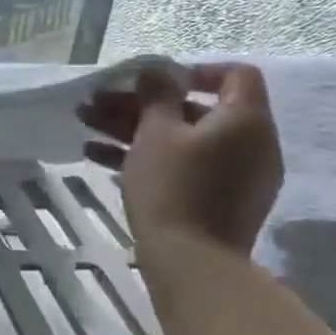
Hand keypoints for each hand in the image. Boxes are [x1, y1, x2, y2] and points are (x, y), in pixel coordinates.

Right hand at [80, 62, 282, 255]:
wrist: (192, 263)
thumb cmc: (174, 186)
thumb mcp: (157, 131)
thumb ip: (157, 94)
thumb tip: (158, 70)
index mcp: (245, 121)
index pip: (236, 75)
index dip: (193, 71)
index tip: (152, 82)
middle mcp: (250, 144)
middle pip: (194, 108)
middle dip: (139, 103)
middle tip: (95, 103)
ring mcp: (235, 176)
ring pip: (181, 138)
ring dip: (132, 127)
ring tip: (85, 125)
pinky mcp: (217, 200)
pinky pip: (184, 165)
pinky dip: (147, 156)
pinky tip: (97, 157)